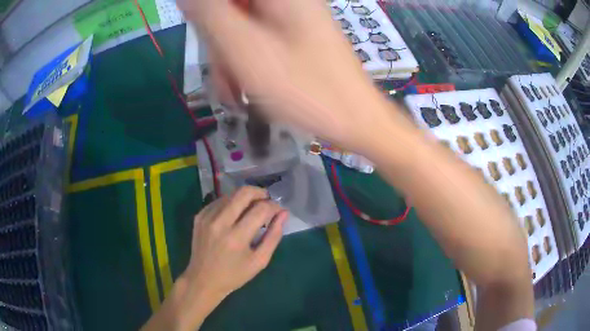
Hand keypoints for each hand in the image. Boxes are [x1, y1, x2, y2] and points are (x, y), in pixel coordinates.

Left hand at [141, 186, 286, 330]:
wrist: (203, 280)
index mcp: (237, 237)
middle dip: (260, 193)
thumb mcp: (259, 261)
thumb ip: (273, 236)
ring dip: (245, 199)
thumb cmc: (235, 275)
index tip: (278, 211)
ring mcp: (207, 217)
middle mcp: (220, 222)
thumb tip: (283, 213)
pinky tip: (234, 215)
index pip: (261, 209)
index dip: (274, 206)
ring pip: (231, 195)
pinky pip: (219, 201)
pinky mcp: (199, 216)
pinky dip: (230, 204)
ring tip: (251, 211)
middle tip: (266, 202)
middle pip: (243, 193)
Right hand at [178, 0, 400, 153]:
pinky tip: (246, 83)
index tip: (206, 38)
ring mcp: (291, 15)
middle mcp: (286, 1)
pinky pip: (256, 35)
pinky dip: (246, 58)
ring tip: (235, 89)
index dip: (208, 14)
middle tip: (223, 72)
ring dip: (230, 55)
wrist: (354, 120)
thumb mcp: (245, 50)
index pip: (224, 0)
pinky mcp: (294, 32)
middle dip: (219, 39)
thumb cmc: (305, 88)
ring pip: (240, 23)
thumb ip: (211, 15)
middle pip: (232, 8)